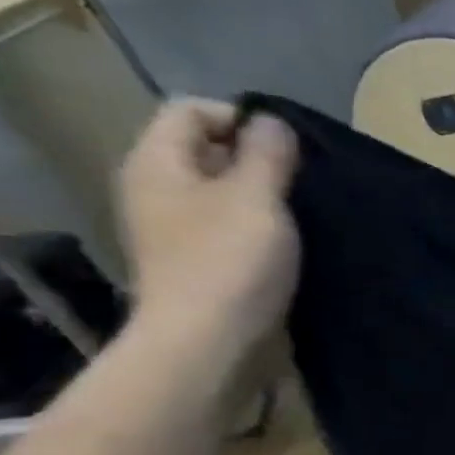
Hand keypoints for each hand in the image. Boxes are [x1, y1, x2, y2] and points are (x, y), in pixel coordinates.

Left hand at [116, 100, 299, 369]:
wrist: (207, 343)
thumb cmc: (230, 261)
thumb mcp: (257, 196)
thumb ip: (267, 153)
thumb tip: (269, 121)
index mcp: (157, 162)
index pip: (191, 110)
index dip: (240, 119)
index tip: (286, 150)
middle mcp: (155, 189)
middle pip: (205, 151)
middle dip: (256, 159)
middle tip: (300, 184)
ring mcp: (171, 230)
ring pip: (220, 192)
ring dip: (261, 197)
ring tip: (300, 215)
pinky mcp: (195, 263)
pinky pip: (226, 227)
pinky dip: (256, 228)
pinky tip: (285, 246)